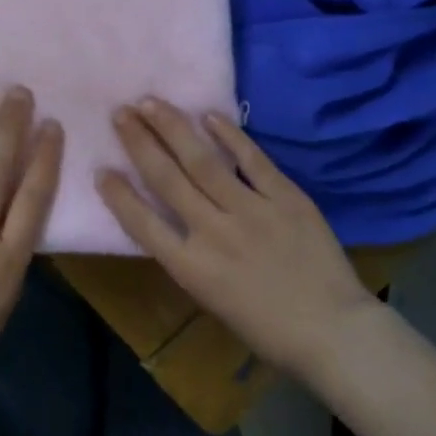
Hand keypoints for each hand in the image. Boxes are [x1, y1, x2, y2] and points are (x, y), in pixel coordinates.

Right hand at [97, 99, 377, 383]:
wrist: (334, 332)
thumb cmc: (269, 330)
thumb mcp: (214, 301)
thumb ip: (191, 258)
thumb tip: (174, 221)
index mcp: (192, 268)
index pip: (143, 224)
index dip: (118, 195)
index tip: (101, 168)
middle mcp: (214, 233)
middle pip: (167, 178)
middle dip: (139, 142)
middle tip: (120, 112)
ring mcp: (251, 210)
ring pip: (202, 160)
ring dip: (173, 127)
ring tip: (151, 102)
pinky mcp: (285, 197)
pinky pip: (252, 159)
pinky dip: (230, 135)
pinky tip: (209, 115)